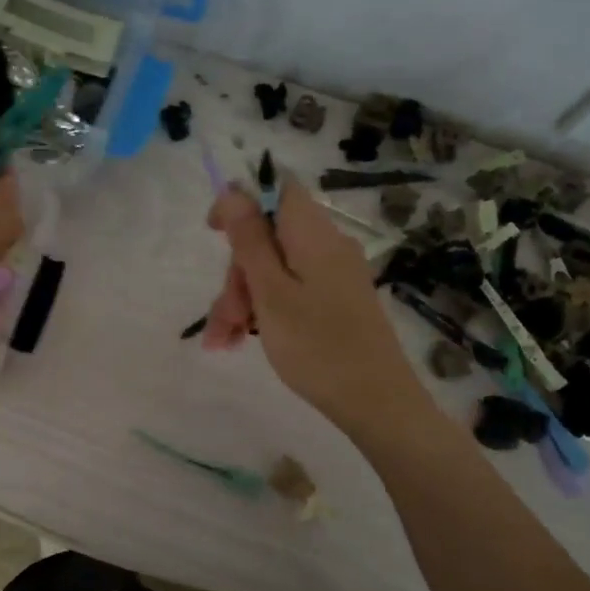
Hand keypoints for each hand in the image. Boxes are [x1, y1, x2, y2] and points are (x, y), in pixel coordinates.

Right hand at [206, 176, 430, 439]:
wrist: (375, 401)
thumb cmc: (317, 346)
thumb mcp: (271, 292)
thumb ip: (250, 240)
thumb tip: (234, 191)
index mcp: (313, 235)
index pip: (277, 189)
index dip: (241, 203)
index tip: (213, 234)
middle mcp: (327, 246)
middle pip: (268, 238)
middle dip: (236, 274)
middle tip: (223, 317)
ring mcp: (333, 274)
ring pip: (274, 270)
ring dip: (243, 300)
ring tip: (222, 342)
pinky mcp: (335, 300)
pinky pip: (291, 291)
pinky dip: (264, 311)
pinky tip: (241, 340)